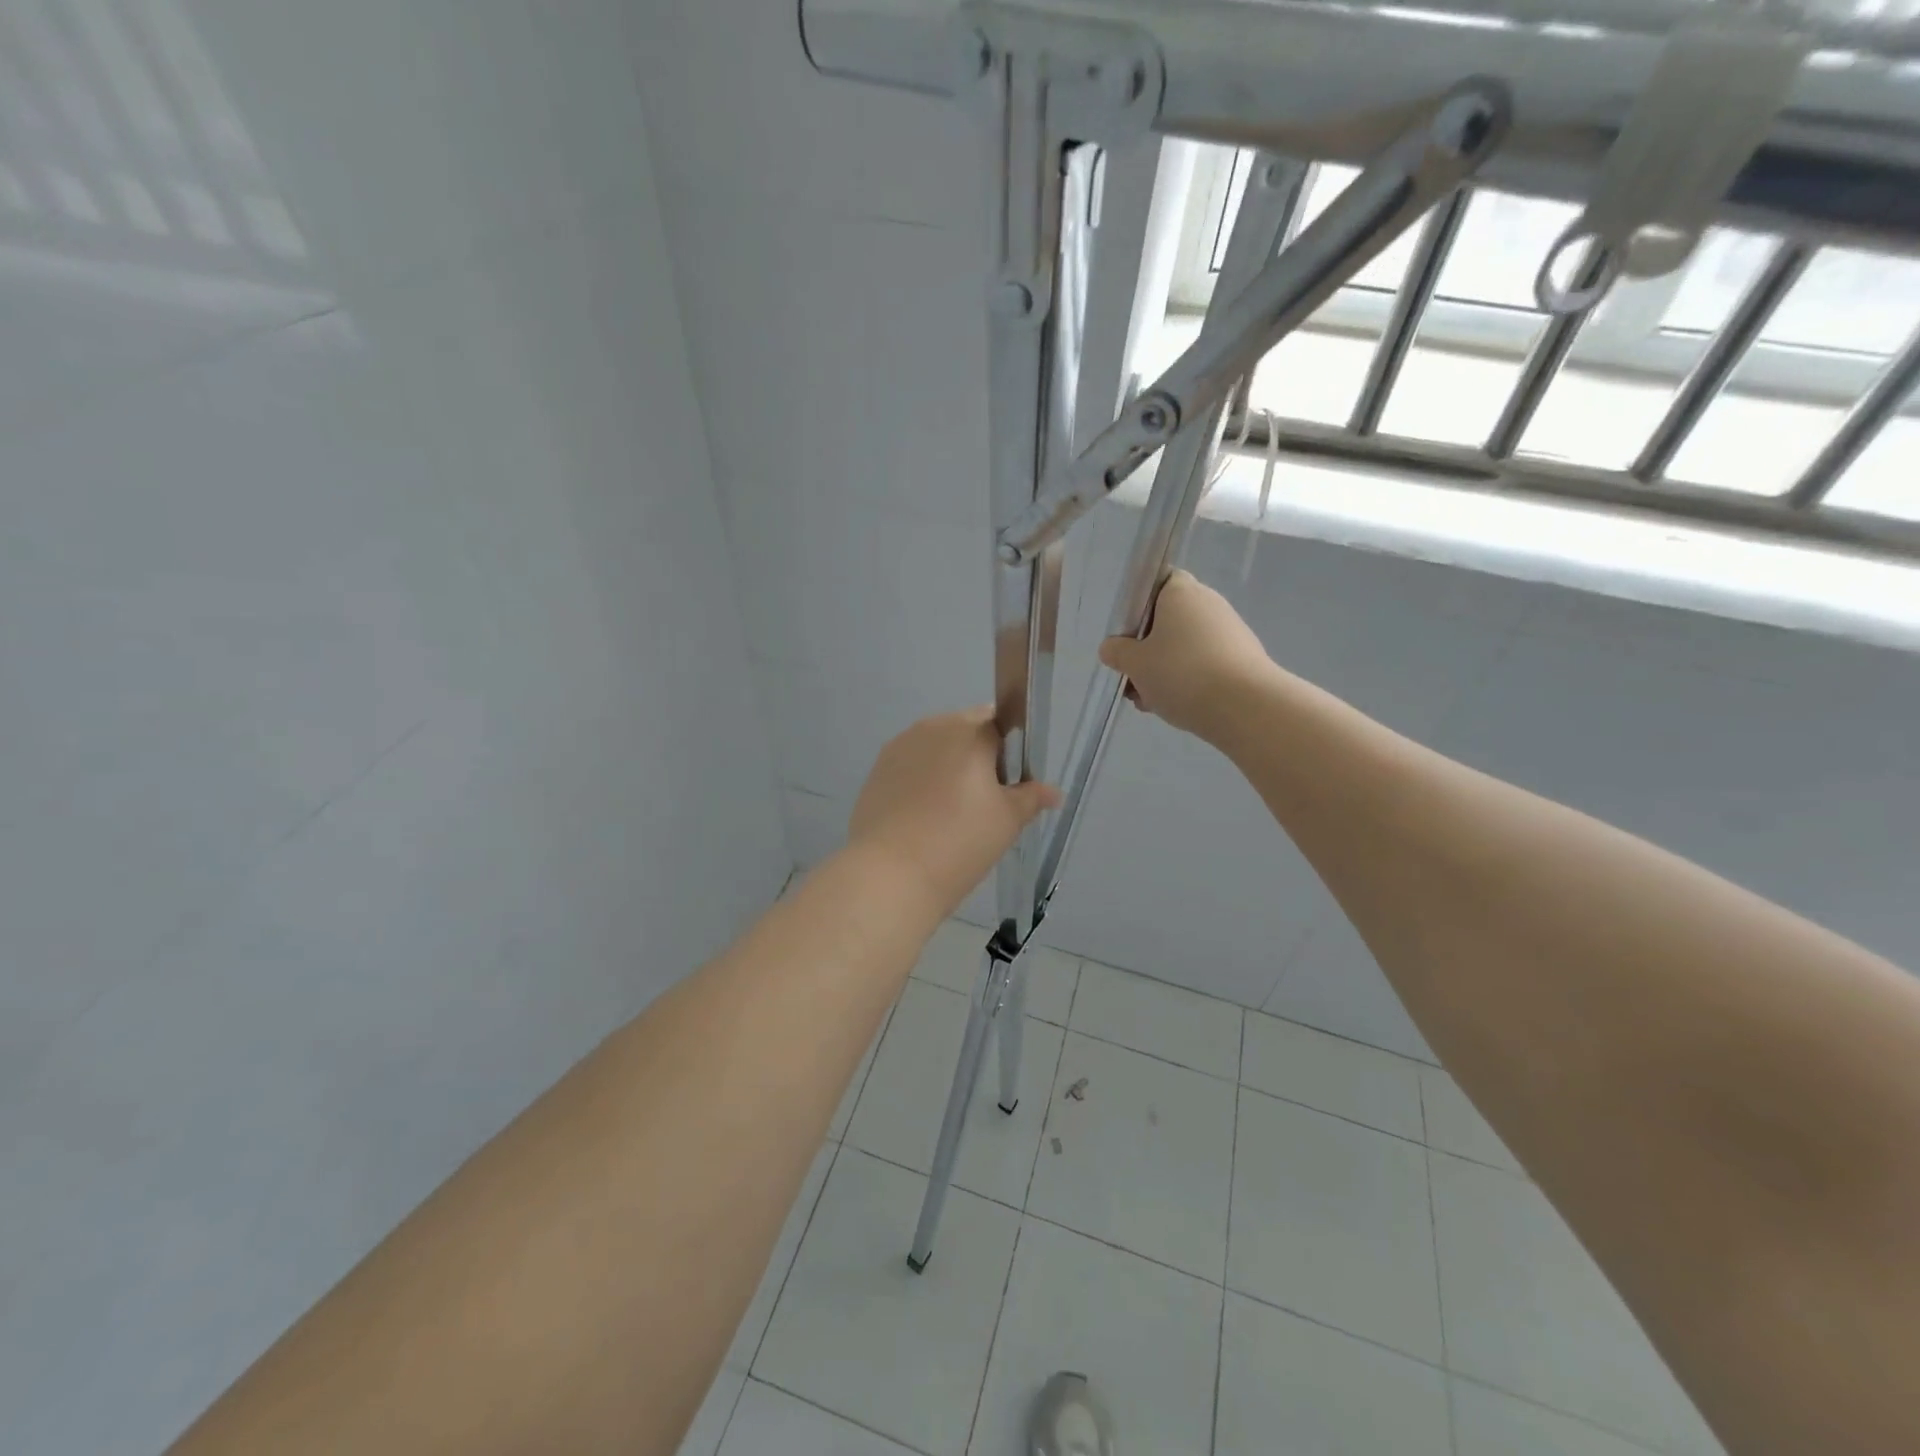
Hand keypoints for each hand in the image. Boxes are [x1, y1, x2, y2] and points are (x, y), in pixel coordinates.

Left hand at [850, 707, 1060, 918]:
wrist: (890, 874)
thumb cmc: (959, 842)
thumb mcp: (1007, 821)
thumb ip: (1031, 797)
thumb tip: (1053, 792)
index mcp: (968, 730)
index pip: (999, 722)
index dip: (1010, 751)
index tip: (1010, 785)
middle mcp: (930, 727)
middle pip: (965, 732)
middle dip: (979, 759)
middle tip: (986, 804)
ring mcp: (898, 748)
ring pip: (935, 750)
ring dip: (948, 770)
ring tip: (952, 815)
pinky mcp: (876, 772)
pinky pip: (910, 768)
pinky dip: (922, 784)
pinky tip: (923, 820)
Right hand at [1099, 570, 1274, 741]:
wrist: (1245, 707)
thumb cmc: (1182, 673)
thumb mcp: (1135, 665)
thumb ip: (1118, 652)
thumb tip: (1111, 647)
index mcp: (1181, 592)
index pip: (1159, 582)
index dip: (1139, 605)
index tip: (1127, 634)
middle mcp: (1209, 604)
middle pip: (1169, 620)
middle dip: (1148, 649)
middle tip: (1132, 676)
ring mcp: (1230, 632)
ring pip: (1185, 646)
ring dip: (1164, 670)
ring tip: (1150, 701)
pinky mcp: (1243, 659)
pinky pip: (1205, 664)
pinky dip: (1189, 681)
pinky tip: (1176, 707)